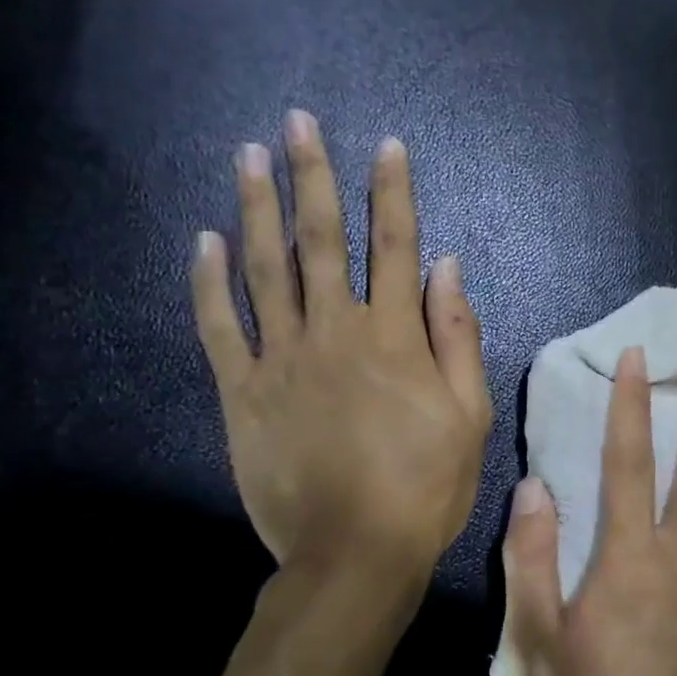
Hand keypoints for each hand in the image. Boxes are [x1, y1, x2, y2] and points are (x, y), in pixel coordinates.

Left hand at [192, 111, 491, 600]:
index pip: (396, 247)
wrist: (355, 552)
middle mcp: (335, 332)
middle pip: (322, 241)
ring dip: (258, 208)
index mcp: (395, 338)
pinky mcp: (243, 392)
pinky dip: (210, 281)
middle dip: (313, 176)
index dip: (393, 193)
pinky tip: (206, 240)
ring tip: (249, 156)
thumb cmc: (426, 484)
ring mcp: (281, 359)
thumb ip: (457, 337)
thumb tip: (448, 269)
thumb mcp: (470, 414)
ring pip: (265, 269)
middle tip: (298, 123)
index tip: (388, 146)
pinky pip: (220, 326)